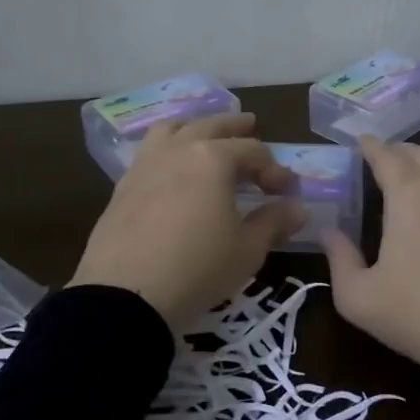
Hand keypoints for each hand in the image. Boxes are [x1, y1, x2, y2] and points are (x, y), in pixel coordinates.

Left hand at [69, 113, 304, 333]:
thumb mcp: (247, 250)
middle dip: (235, 127)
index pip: (252, 151)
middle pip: (210, 126)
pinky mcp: (123, 186)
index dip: (274, 169)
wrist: (125, 294)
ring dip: (194, 127)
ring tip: (204, 134)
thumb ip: (273, 223)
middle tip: (250, 125)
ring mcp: (145, 165)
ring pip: (172, 129)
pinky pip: (150, 152)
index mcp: (212, 158)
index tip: (287, 190)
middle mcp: (178, 150)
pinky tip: (172, 169)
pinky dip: (168, 148)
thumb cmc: (197, 268)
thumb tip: (297, 209)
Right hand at [321, 136, 419, 403]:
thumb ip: (339, 258)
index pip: (386, 155)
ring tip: (406, 181)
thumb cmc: (416, 315)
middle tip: (379, 159)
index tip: (359, 140)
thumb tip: (329, 232)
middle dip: (397, 151)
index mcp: (410, 196)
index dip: (370, 146)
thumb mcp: (358, 297)